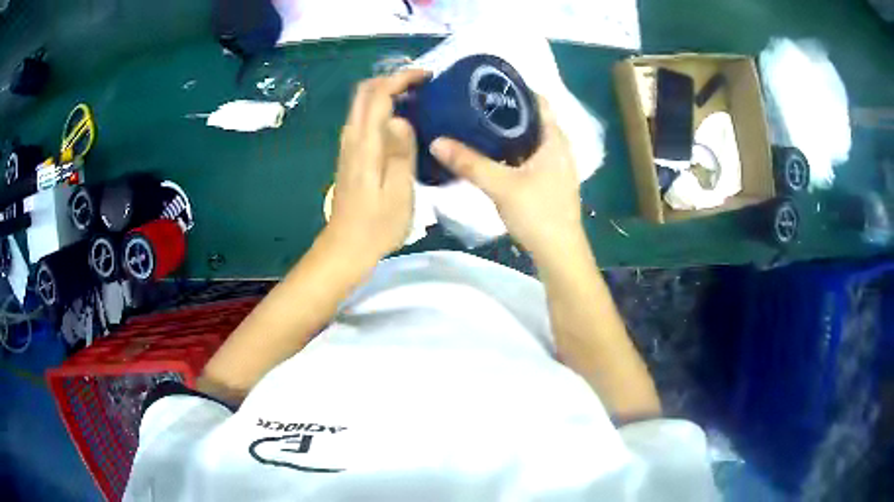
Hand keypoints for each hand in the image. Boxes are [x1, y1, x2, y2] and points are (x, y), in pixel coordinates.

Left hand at [327, 69, 428, 262]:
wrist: (346, 247)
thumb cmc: (377, 225)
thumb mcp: (398, 192)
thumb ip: (400, 151)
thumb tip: (400, 118)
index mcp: (365, 144)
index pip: (378, 95)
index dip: (401, 79)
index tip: (427, 77)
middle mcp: (352, 138)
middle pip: (364, 92)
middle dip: (391, 79)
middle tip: (421, 83)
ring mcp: (348, 146)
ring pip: (361, 104)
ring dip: (385, 92)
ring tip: (416, 96)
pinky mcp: (350, 155)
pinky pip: (363, 119)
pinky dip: (380, 107)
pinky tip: (401, 119)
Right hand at [429, 97, 582, 261]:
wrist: (559, 252)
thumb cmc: (539, 213)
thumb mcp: (501, 185)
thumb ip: (469, 162)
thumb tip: (436, 141)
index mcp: (554, 139)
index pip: (538, 100)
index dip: (516, 88)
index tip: (487, 85)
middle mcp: (558, 147)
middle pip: (531, 118)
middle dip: (505, 109)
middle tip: (474, 103)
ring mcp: (555, 165)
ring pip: (528, 138)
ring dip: (506, 131)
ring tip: (476, 123)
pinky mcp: (548, 181)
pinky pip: (527, 155)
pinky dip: (509, 150)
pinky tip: (489, 153)